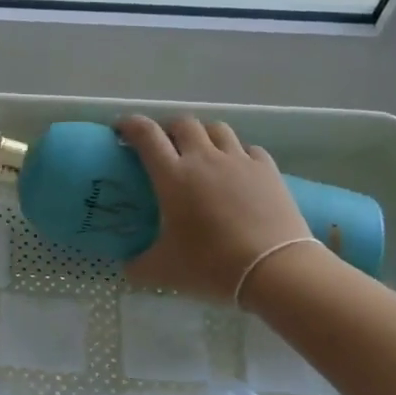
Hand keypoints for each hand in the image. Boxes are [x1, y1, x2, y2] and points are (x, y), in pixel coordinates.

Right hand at [117, 115, 312, 303]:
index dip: (130, 125)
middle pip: (183, 123)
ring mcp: (239, 161)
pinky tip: (236, 170)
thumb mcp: (163, 271)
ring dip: (203, 134)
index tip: (121, 129)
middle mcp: (204, 158)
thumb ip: (137, 266)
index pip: (146, 134)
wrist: (274, 270)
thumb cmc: (211, 266)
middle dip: (168, 128)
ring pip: (217, 129)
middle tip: (163, 145)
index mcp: (173, 176)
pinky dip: (236, 153)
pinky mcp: (268, 170)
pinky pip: (248, 148)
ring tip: (200, 152)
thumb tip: (126, 266)